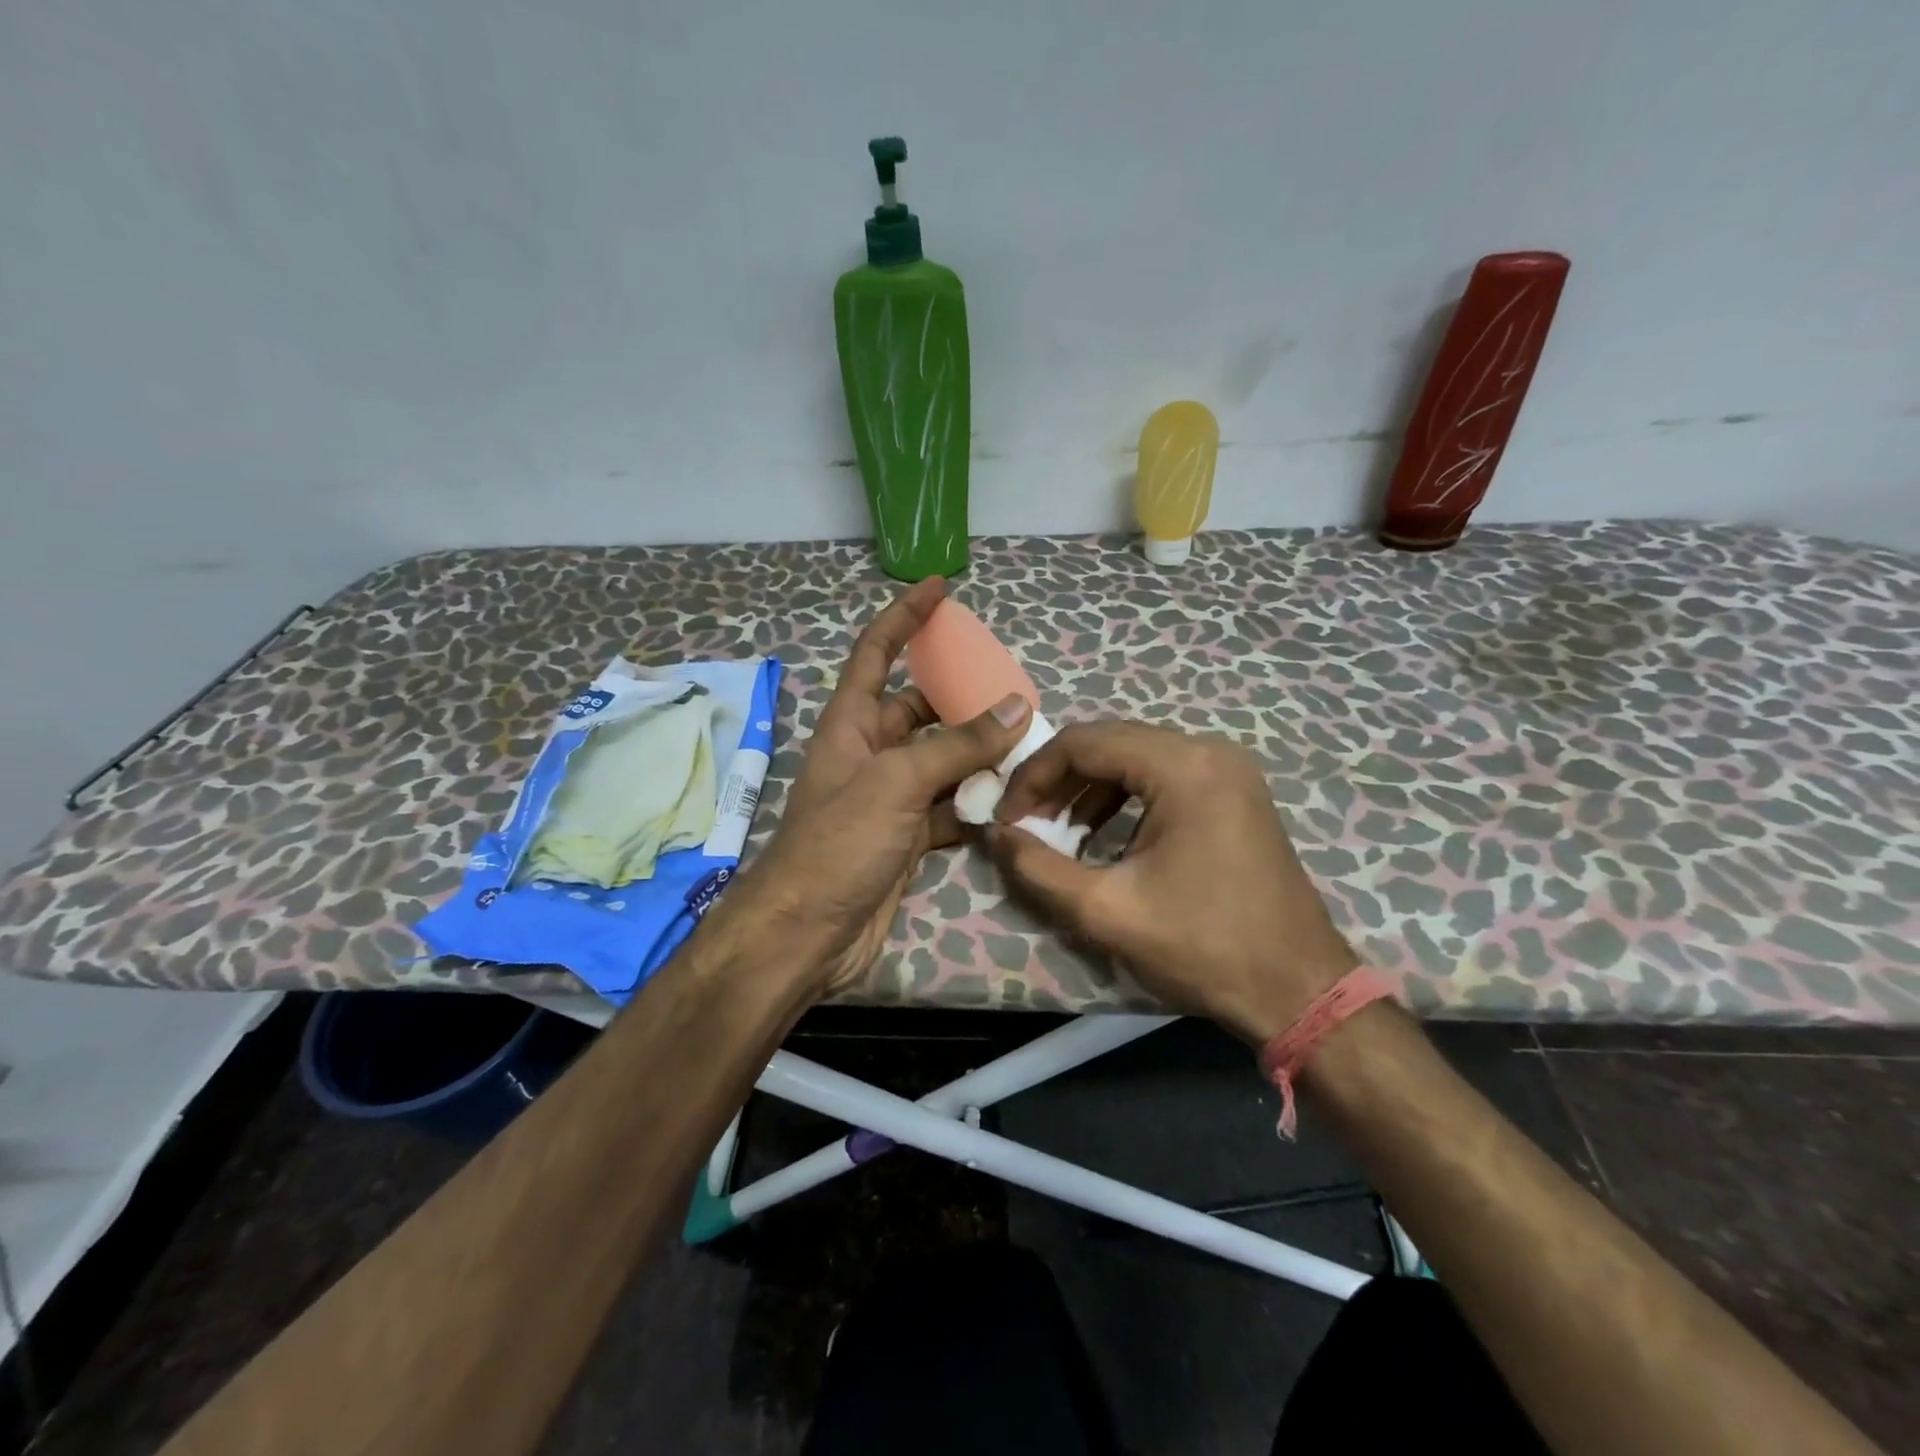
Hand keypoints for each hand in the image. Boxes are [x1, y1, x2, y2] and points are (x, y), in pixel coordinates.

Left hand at [739, 578, 1032, 997]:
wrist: (808, 933)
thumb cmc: (839, 843)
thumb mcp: (897, 783)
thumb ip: (958, 745)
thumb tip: (1017, 706)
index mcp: (852, 724)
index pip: (876, 653)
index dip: (905, 617)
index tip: (939, 588)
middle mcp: (870, 753)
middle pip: (921, 711)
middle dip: (963, 700)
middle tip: (1016, 695)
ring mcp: (890, 797)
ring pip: (942, 761)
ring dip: (979, 755)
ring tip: (1029, 746)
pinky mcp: (907, 837)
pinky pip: (949, 807)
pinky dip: (976, 804)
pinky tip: (1012, 802)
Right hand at [989, 721, 1356, 1043]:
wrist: (1298, 990)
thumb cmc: (1203, 947)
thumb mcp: (1106, 910)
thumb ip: (1036, 867)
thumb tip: (993, 834)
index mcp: (1183, 766)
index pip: (1084, 742)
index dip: (1034, 774)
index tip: (1007, 816)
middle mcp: (1208, 751)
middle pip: (1110, 742)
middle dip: (1058, 780)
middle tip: (1026, 823)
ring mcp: (1227, 769)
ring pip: (1135, 757)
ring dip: (1088, 789)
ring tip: (1058, 834)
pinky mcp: (1234, 791)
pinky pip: (1162, 776)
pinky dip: (1123, 798)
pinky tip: (1102, 838)